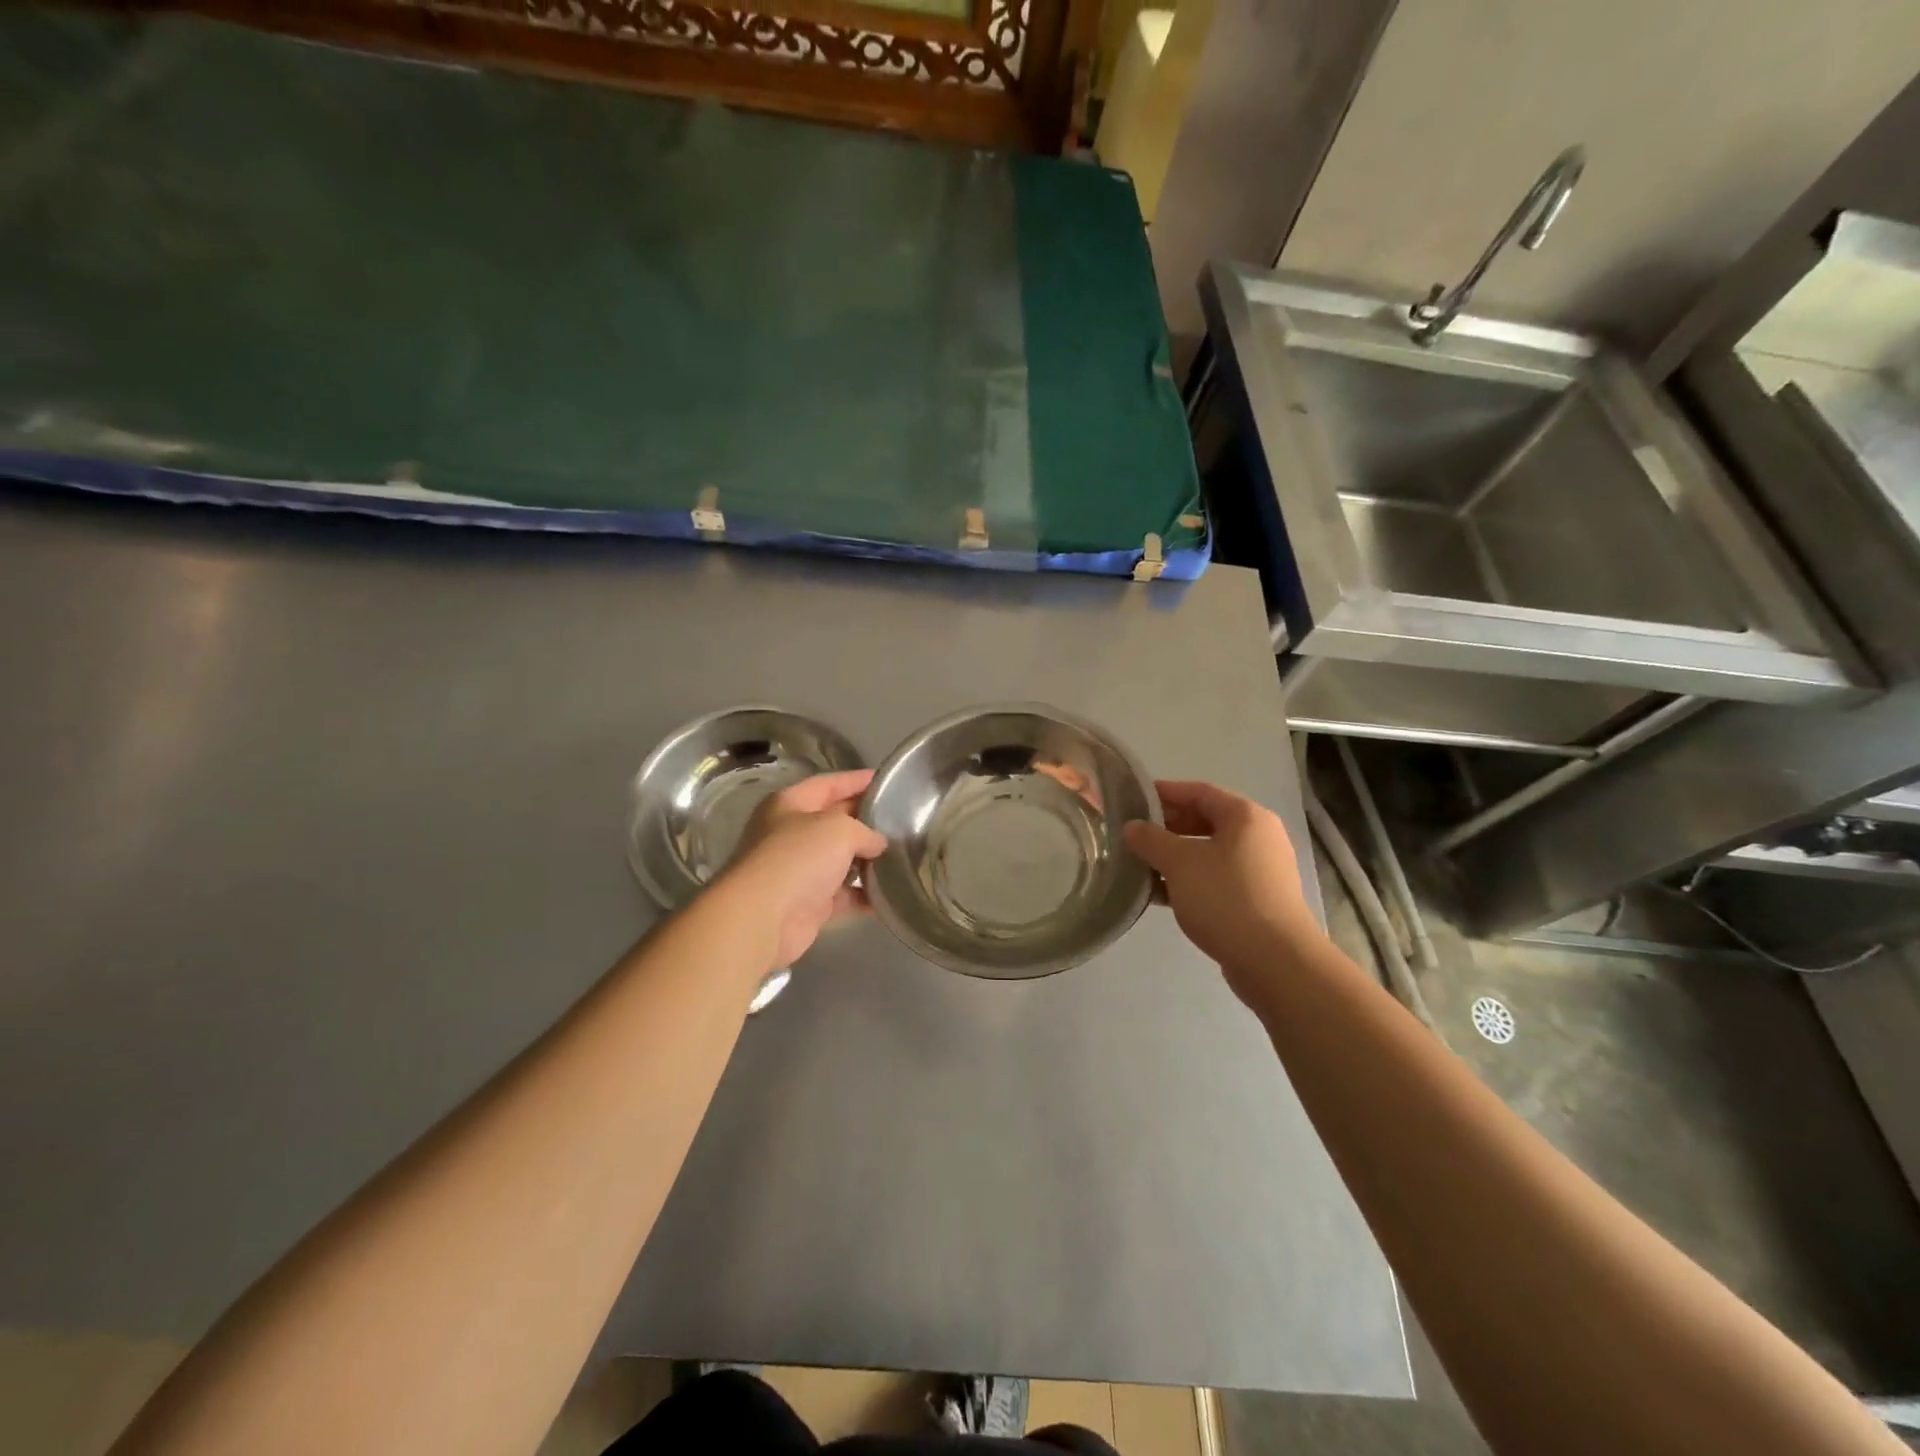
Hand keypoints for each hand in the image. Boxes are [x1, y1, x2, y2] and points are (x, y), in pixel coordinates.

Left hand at [723, 770, 887, 968]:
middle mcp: (791, 834)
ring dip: (868, 860)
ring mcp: (799, 870)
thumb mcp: (840, 829)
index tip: (887, 780)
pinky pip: (843, 895)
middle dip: (866, 820)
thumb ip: (866, 831)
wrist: (763, 918)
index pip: (828, 784)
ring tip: (903, 855)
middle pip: (835, 821)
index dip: (857, 780)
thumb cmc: (798, 858)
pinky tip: (891, 892)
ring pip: (840, 859)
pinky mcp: (808, 904)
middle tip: (902, 818)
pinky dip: (864, 894)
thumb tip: (878, 844)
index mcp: (789, 804)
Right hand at [1124, 781, 1317, 1000]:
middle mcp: (1258, 836)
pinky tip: (1162, 895)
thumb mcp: (1179, 863)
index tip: (1132, 800)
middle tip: (1133, 835)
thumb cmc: (1226, 898)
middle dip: (1167, 827)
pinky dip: (1190, 880)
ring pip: (1209, 852)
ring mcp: (1261, 869)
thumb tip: (1132, 827)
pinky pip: (1217, 878)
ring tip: (1141, 865)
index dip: (1164, 793)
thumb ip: (1151, 840)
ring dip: (1176, 856)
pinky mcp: (1258, 899)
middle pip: (1205, 820)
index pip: (1198, 791)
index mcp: (1245, 816)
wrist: (1275, 961)